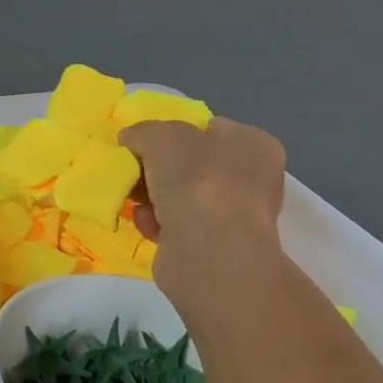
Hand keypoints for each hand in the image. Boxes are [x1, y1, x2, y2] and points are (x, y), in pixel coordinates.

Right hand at [119, 118, 286, 304]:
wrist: (210, 254)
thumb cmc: (196, 182)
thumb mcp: (162, 136)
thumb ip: (143, 131)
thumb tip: (130, 140)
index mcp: (252, 145)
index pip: (206, 128)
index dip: (172, 131)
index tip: (142, 142)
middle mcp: (248, 178)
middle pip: (187, 163)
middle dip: (154, 167)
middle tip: (130, 170)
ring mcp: (231, 214)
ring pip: (177, 194)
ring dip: (150, 195)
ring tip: (133, 199)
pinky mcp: (211, 245)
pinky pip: (174, 224)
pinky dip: (155, 222)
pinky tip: (147, 224)